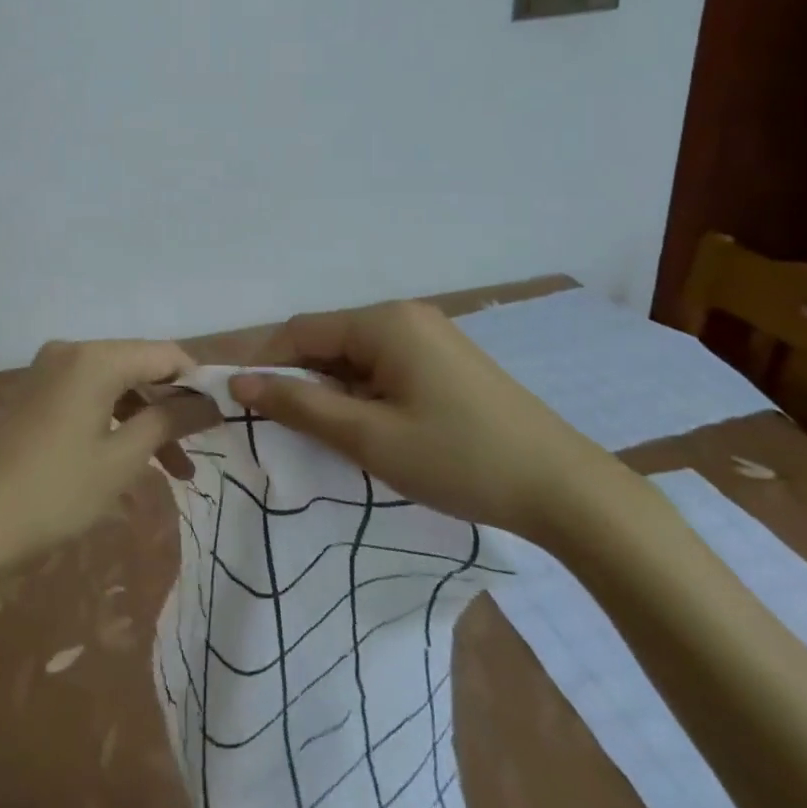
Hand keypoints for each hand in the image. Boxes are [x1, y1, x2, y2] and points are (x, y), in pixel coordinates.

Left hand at [0, 340, 219, 574]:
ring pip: (114, 385)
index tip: (221, 419)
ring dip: (145, 421)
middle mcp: (72, 351)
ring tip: (174, 472)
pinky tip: (130, 462)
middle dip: (171, 408)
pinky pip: (89, 397)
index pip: (164, 353)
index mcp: (95, 357)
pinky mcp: (36, 395)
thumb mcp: (121, 459)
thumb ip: (168, 421)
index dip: (197, 382)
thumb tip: (210, 402)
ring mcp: (49, 371)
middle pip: (138, 367)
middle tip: (198, 454)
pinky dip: (114, 423)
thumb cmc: (54, 492)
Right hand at [228, 300, 615, 537]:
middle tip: (286, 432)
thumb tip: (239, 381)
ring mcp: (430, 337)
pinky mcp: (447, 363)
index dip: (266, 366)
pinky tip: (370, 433)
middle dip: (301, 381)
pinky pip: (385, 368)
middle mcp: (404, 316)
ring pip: (356, 358)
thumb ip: (300, 405)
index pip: (301, 331)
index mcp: (384, 322)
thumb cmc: (460, 460)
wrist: (568, 491)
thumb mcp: (370, 437)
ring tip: (327, 439)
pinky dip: (364, 395)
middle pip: (329, 341)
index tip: (245, 407)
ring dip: (333, 392)